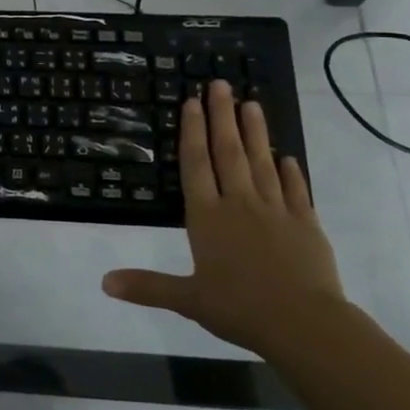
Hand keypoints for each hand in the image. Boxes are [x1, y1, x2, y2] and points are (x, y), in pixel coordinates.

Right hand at [102, 79, 348, 359]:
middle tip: (221, 84)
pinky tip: (288, 157)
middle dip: (223, 116)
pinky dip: (291, 172)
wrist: (305, 324)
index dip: (193, 131)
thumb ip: (147, 286)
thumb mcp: (188, 299)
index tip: (193, 102)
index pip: (196, 164)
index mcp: (207, 217)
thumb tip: (103, 283)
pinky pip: (296, 191)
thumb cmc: (240, 308)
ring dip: (256, 132)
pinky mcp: (306, 224)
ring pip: (263, 162)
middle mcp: (239, 204)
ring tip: (252, 104)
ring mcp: (276, 210)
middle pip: (229, 152)